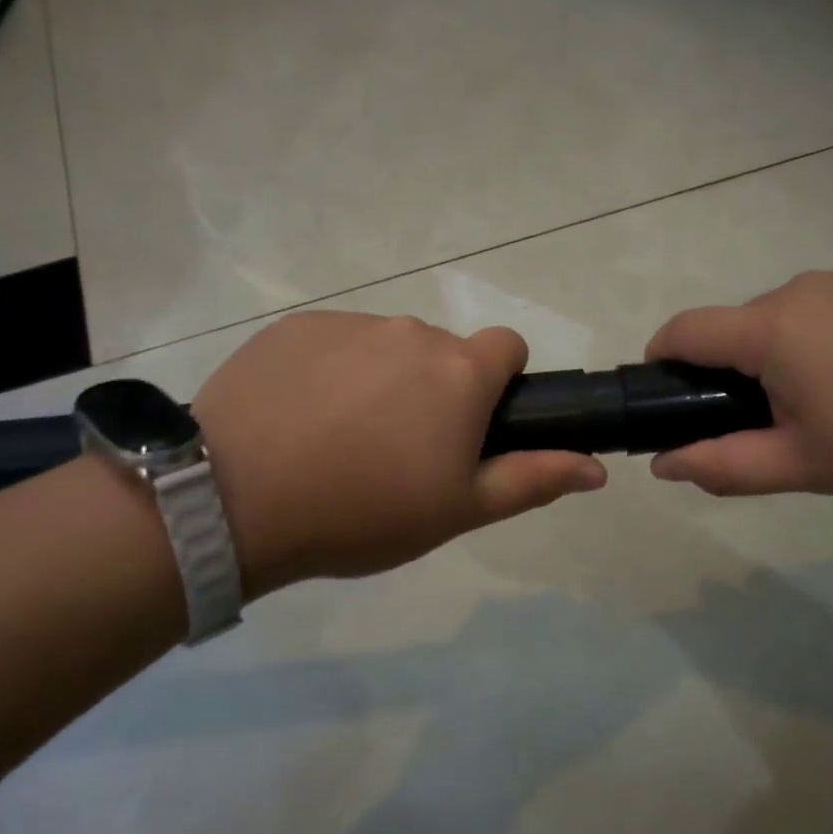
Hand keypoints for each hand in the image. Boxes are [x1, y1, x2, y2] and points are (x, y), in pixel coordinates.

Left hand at [191, 311, 605, 596]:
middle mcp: (411, 331)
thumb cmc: (363, 511)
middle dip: (437, 390)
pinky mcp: (295, 326)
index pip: (508, 346)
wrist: (234, 500)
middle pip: (444, 352)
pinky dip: (332, 372)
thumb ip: (533, 479)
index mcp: (460, 370)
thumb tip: (598, 467)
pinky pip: (334, 343)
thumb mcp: (458, 509)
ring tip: (342, 440)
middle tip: (399, 452)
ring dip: (383, 380)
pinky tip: (300, 420)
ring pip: (388, 347)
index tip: (471, 429)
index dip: (500, 385)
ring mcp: (349, 322)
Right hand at [643, 271, 832, 500]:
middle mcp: (800, 289)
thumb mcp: (804, 465)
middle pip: (734, 330)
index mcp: (771, 327)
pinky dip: (817, 346)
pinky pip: (822, 314)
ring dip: (777, 362)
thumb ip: (724, 464)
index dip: (660, 363)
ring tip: (827, 412)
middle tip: (768, 430)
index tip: (669, 403)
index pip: (683, 331)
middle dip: (730, 376)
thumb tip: (664, 463)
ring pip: (780, 323)